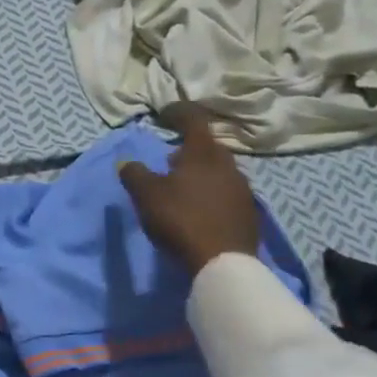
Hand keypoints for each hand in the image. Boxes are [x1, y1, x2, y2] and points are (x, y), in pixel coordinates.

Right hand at [118, 102, 262, 274]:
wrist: (222, 263)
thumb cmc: (181, 218)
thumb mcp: (146, 195)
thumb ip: (134, 174)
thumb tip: (126, 162)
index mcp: (204, 153)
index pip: (193, 120)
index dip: (178, 113)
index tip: (164, 113)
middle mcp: (228, 165)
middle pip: (208, 147)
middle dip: (189, 149)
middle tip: (170, 159)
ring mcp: (243, 190)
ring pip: (219, 172)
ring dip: (201, 173)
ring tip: (183, 187)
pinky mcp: (249, 214)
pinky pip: (226, 194)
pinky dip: (211, 194)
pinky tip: (199, 209)